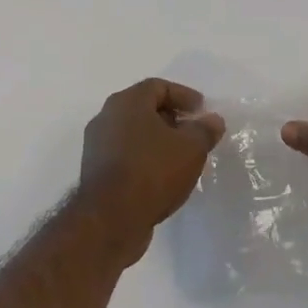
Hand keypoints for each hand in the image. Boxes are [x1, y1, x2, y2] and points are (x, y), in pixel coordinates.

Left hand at [79, 80, 224, 263]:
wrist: (110, 220)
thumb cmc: (152, 172)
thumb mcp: (191, 148)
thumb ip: (205, 130)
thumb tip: (212, 120)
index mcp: (127, 102)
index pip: (158, 87)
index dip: (184, 96)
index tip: (202, 111)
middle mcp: (106, 117)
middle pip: (144, 108)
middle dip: (172, 118)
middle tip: (194, 133)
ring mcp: (96, 145)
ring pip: (133, 133)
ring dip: (158, 141)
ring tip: (181, 157)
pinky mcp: (94, 172)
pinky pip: (125, 155)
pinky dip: (144, 158)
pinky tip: (162, 177)